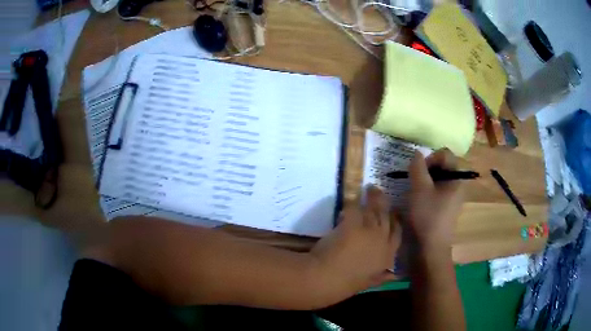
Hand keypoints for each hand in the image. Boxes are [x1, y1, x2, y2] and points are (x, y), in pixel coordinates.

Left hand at [310, 186, 401, 294]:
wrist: (326, 279)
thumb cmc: (346, 284)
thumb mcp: (368, 283)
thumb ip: (382, 277)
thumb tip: (394, 275)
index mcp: (388, 256)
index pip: (397, 234)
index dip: (396, 222)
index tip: (394, 213)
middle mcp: (383, 240)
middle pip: (387, 217)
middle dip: (384, 204)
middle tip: (381, 194)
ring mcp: (369, 230)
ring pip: (374, 209)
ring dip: (372, 197)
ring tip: (369, 188)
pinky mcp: (353, 223)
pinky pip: (355, 207)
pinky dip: (352, 203)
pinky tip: (350, 199)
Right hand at [408, 149, 463, 252]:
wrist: (430, 248)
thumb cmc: (427, 216)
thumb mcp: (419, 189)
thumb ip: (418, 167)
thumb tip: (417, 153)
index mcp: (457, 178)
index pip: (445, 154)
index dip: (430, 157)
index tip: (418, 171)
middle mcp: (458, 185)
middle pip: (443, 165)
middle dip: (427, 169)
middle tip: (414, 180)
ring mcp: (453, 197)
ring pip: (439, 179)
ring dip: (425, 180)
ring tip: (414, 190)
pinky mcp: (447, 207)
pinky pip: (438, 191)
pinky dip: (428, 190)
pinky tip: (418, 200)